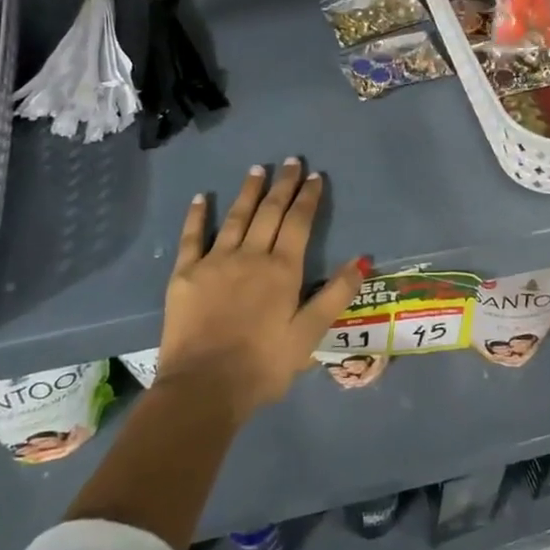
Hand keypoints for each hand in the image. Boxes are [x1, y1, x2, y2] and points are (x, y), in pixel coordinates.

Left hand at [156, 159, 365, 421]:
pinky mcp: (185, 274)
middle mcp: (251, 255)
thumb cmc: (263, 366)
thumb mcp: (309, 335)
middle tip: (290, 161)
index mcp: (282, 270)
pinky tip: (202, 197)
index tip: (314, 176)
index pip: (299, 223)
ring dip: (249, 191)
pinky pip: (193, 237)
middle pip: (270, 212)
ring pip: (236, 217)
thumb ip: (335, 294)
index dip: (308, 198)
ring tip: (257, 169)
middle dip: (283, 185)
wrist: (204, 388)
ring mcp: (215, 261)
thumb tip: (363, 259)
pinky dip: (198, 215)